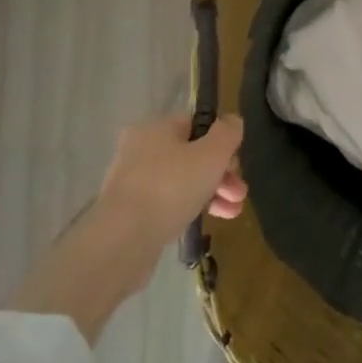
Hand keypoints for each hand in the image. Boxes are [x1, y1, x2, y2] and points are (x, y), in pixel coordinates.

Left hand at [97, 112, 247, 261]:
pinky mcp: (130, 212)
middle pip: (192, 155)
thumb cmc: (171, 187)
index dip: (221, 141)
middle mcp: (140, 150)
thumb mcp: (211, 154)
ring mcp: (133, 182)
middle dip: (222, 173)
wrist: (122, 241)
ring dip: (212, 193)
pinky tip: (209, 221)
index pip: (196, 125)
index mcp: (156, 128)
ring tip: (233, 212)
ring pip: (182, 181)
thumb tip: (232, 121)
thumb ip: (227, 133)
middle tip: (240, 192)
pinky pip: (168, 203)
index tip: (236, 163)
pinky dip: (190, 208)